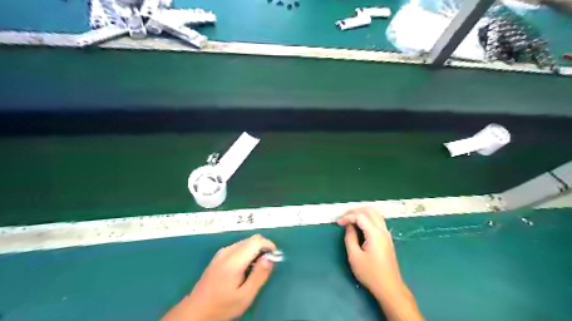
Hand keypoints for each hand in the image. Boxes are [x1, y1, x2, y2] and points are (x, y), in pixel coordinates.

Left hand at [160, 233, 277, 320]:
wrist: (196, 310)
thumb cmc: (222, 306)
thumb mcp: (245, 296)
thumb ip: (259, 275)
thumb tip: (270, 258)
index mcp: (234, 260)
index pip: (256, 241)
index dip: (269, 245)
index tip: (274, 257)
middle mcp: (227, 251)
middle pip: (251, 239)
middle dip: (263, 248)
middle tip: (266, 265)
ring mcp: (222, 252)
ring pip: (245, 242)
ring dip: (255, 250)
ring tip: (255, 269)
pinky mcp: (219, 256)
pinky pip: (238, 247)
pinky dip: (247, 252)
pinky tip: (244, 268)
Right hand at [336, 206, 421, 320]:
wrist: (389, 287)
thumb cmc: (370, 273)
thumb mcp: (354, 256)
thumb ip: (350, 238)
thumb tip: (348, 226)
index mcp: (375, 233)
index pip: (360, 216)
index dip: (347, 216)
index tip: (338, 223)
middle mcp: (382, 230)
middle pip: (369, 210)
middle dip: (355, 211)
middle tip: (343, 217)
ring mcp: (386, 234)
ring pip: (375, 214)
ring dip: (361, 213)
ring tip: (350, 219)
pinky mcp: (387, 238)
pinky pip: (377, 220)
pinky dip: (367, 218)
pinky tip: (359, 225)